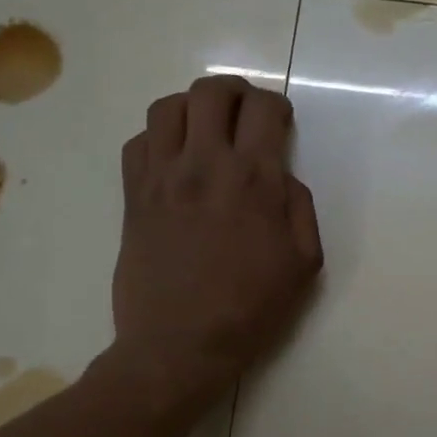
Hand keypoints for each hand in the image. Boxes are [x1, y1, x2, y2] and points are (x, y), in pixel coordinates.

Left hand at [113, 74, 322, 402]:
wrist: (179, 345)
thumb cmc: (250, 308)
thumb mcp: (304, 263)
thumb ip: (300, 208)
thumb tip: (282, 177)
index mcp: (254, 178)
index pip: (263, 109)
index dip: (276, 105)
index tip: (280, 122)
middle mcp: (205, 164)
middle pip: (211, 92)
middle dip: (235, 91)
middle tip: (245, 113)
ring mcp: (162, 177)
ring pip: (167, 107)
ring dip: (192, 107)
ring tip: (205, 128)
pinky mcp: (133, 196)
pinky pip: (137, 142)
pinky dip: (157, 138)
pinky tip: (172, 159)